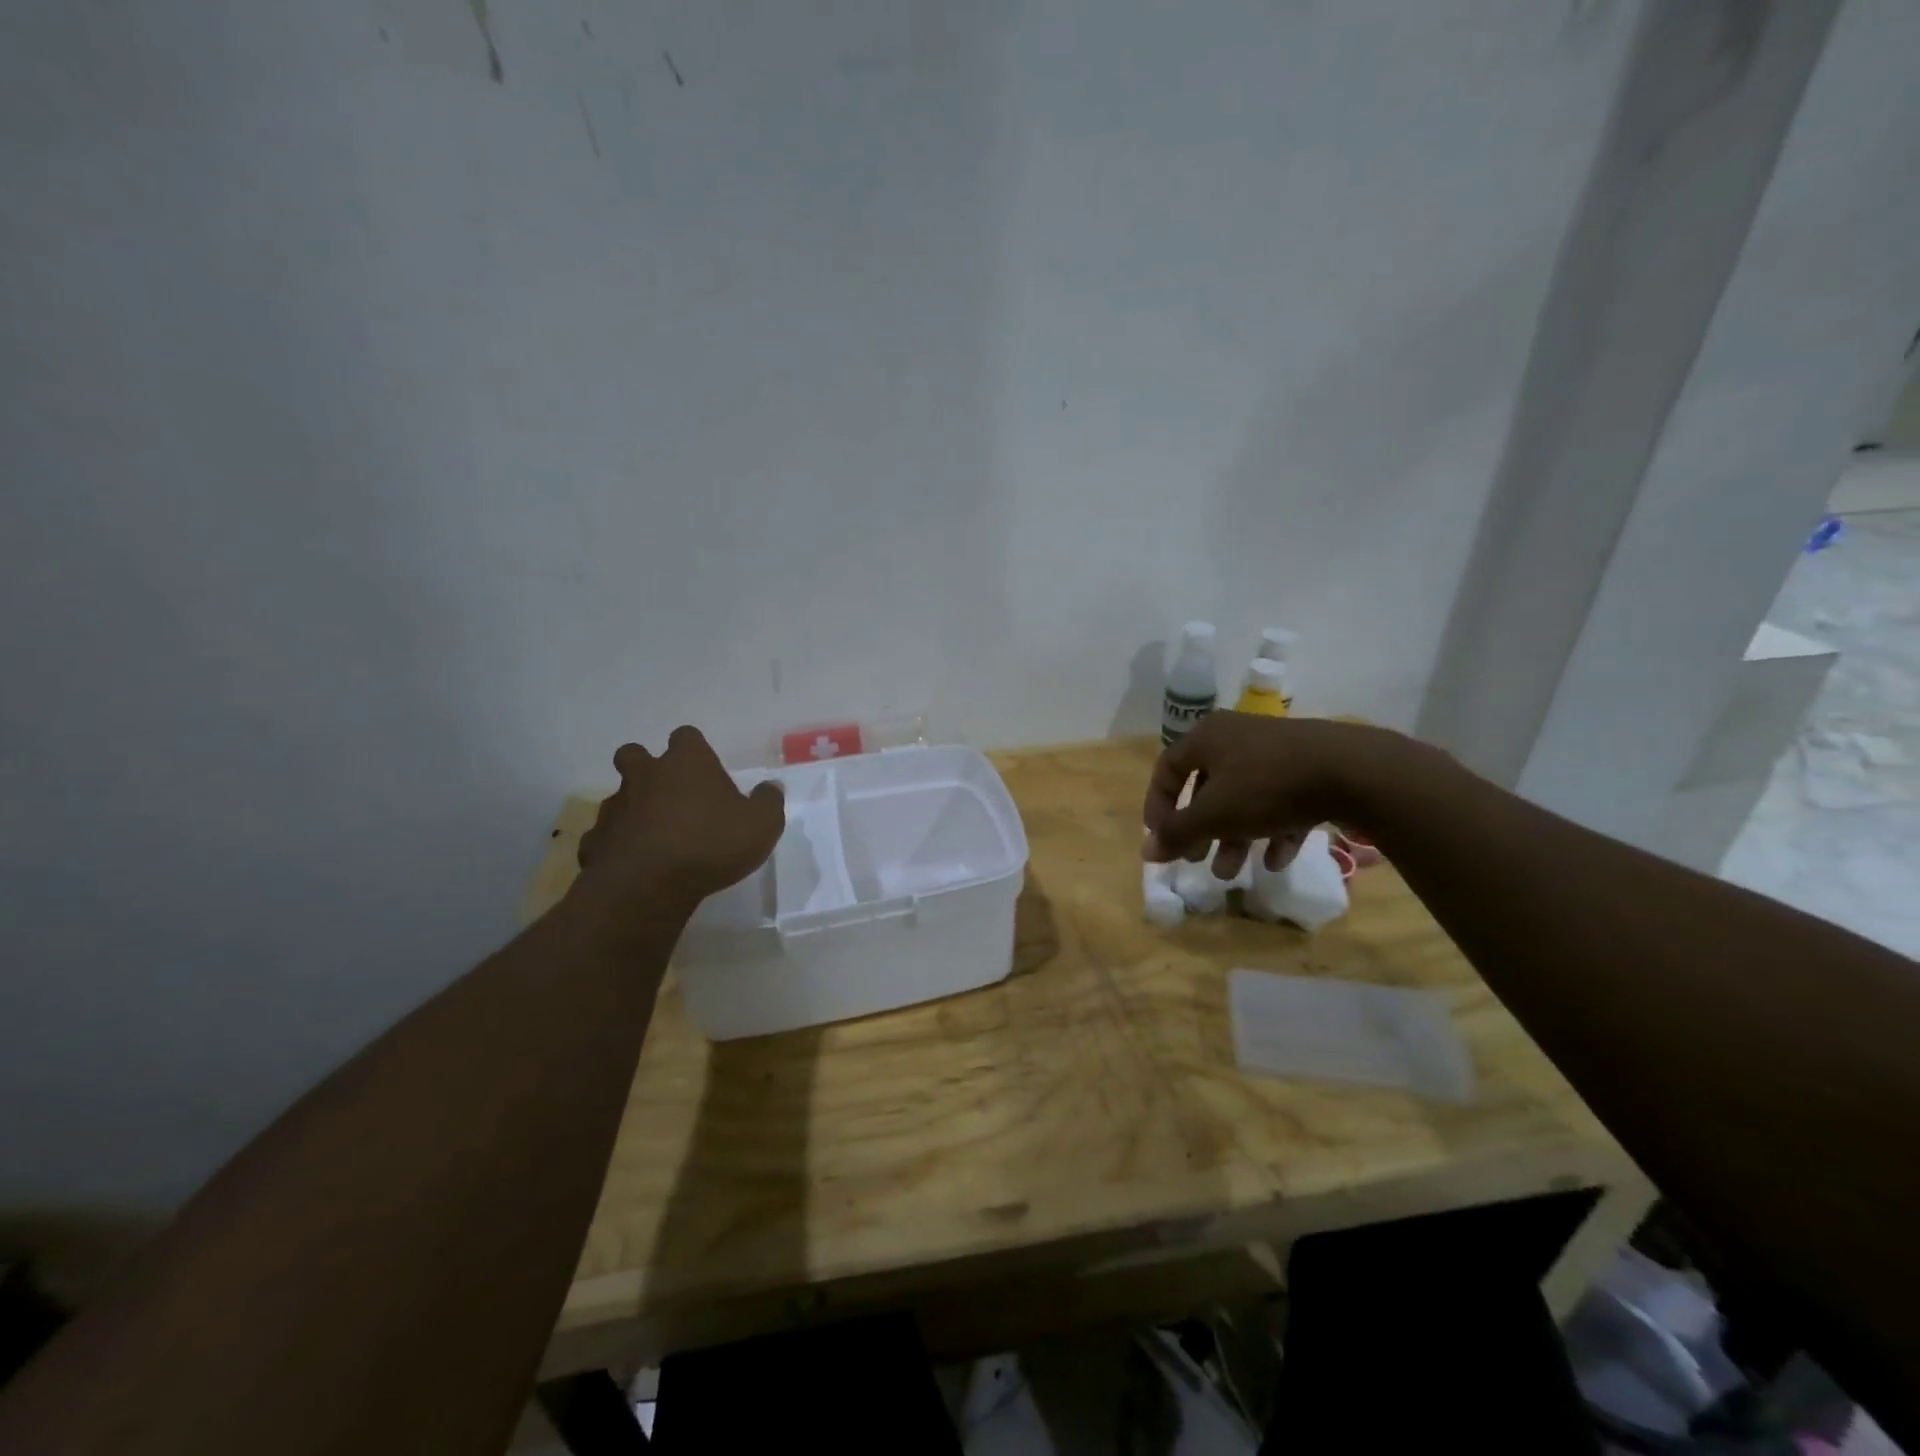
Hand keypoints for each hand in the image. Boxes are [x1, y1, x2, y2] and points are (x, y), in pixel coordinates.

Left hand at [577, 726, 784, 909]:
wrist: (647, 886)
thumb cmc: (711, 844)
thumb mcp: (762, 825)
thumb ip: (768, 802)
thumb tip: (771, 787)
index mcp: (687, 763)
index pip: (686, 736)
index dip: (694, 750)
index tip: (704, 769)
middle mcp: (646, 775)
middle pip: (634, 754)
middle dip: (646, 767)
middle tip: (668, 792)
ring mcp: (615, 807)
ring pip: (618, 797)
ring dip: (632, 809)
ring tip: (654, 836)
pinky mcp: (595, 840)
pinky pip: (605, 836)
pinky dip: (617, 845)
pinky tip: (634, 864)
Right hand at [1142, 712, 1405, 879]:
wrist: (1353, 771)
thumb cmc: (1267, 786)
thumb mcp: (1214, 814)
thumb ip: (1178, 833)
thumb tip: (1147, 851)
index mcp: (1207, 737)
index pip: (1168, 769)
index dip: (1158, 805)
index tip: (1160, 838)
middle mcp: (1237, 737)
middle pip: (1207, 787)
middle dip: (1200, 829)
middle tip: (1197, 859)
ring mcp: (1276, 752)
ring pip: (1244, 798)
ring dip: (1233, 837)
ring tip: (1231, 873)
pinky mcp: (1310, 768)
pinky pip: (1280, 801)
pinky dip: (1272, 830)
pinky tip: (1275, 861)